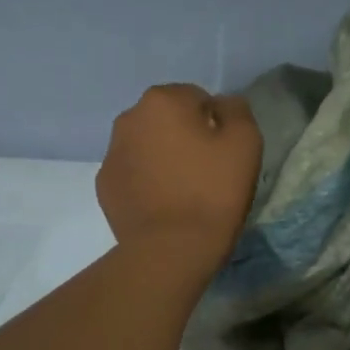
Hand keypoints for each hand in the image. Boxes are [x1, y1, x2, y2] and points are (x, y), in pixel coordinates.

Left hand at [98, 83, 262, 273]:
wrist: (171, 250)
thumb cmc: (212, 192)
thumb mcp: (245, 143)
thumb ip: (236, 111)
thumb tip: (223, 104)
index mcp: (162, 101)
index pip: (197, 99)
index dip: (215, 125)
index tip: (224, 154)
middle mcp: (129, 118)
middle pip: (167, 120)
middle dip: (184, 137)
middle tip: (206, 172)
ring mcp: (111, 154)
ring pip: (147, 146)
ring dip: (163, 158)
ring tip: (184, 192)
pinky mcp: (105, 186)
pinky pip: (133, 174)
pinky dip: (147, 182)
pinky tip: (163, 205)